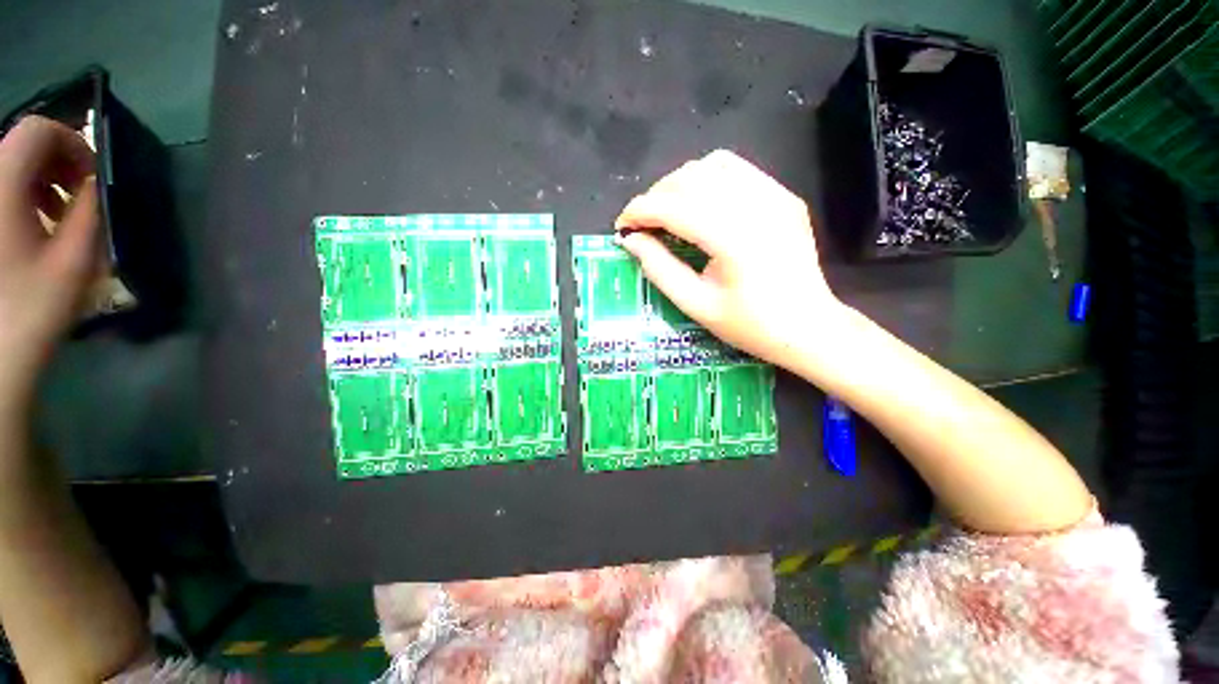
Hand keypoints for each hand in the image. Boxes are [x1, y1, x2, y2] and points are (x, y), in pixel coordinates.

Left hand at [0, 116, 98, 401]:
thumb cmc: (30, 310)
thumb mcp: (73, 261)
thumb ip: (90, 212)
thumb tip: (99, 182)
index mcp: (3, 186)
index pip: (38, 131)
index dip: (71, 141)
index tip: (93, 176)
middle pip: (21, 146)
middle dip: (56, 165)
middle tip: (78, 200)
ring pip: (8, 168)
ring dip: (39, 183)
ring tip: (56, 219)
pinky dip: (20, 199)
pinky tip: (32, 230)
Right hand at [615, 150, 842, 368]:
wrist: (808, 327)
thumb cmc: (749, 325)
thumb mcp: (696, 304)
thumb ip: (659, 269)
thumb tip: (630, 240)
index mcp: (734, 239)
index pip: (673, 206)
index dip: (639, 211)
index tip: (621, 226)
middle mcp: (756, 205)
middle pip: (690, 178)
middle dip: (656, 196)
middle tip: (642, 224)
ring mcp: (774, 195)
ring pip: (712, 165)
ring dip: (680, 184)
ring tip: (668, 211)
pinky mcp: (783, 195)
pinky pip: (737, 170)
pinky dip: (708, 179)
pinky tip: (699, 204)